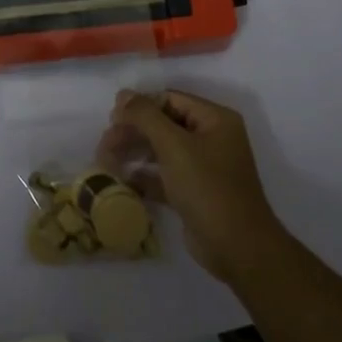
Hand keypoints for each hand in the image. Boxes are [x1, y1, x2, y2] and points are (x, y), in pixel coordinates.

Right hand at [97, 89, 287, 284]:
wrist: (237, 247)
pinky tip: (122, 181)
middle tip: (104, 145)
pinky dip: (145, 177)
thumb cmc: (208, 187)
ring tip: (106, 162)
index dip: (139, 106)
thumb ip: (146, 116)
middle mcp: (212, 138)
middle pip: (164, 124)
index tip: (111, 120)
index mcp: (215, 119)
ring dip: (134, 153)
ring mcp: (204, 167)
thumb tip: (123, 94)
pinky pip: (165, 176)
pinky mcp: (194, 192)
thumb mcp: (175, 146)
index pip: (170, 99)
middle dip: (133, 132)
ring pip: (162, 151)